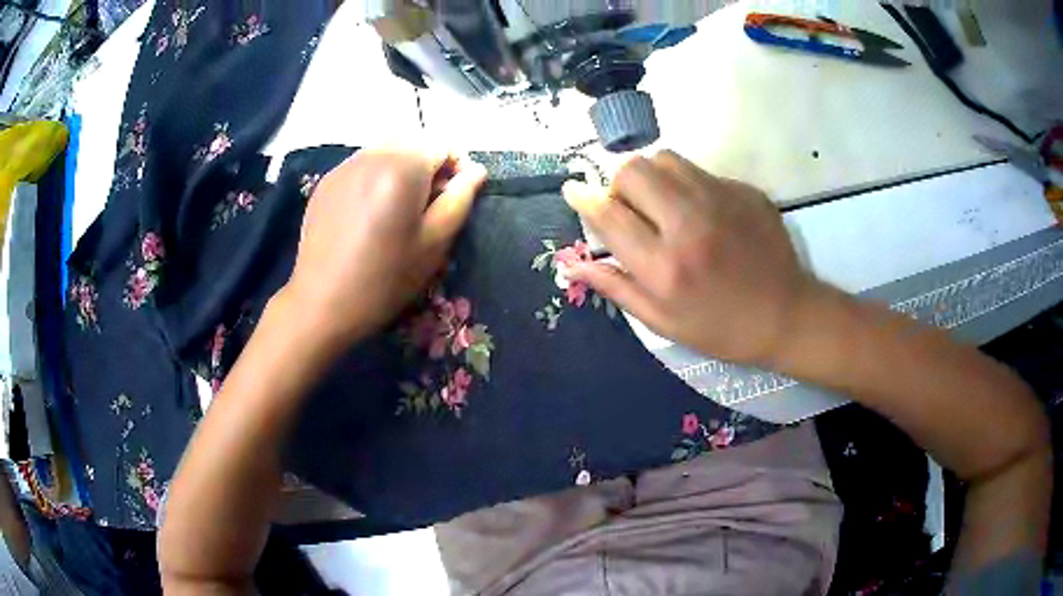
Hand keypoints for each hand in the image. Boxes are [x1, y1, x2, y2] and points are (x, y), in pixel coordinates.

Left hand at [283, 147, 487, 346]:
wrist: (322, 303)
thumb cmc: (385, 278)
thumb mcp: (435, 243)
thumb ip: (460, 199)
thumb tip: (475, 171)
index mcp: (403, 166)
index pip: (443, 144)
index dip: (457, 166)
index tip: (454, 197)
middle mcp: (372, 155)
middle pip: (413, 143)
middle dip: (428, 165)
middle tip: (427, 205)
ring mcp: (344, 166)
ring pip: (386, 150)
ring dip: (402, 168)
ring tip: (398, 207)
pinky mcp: (326, 182)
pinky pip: (361, 165)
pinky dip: (375, 176)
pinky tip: (370, 212)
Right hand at [563, 150, 820, 364]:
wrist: (787, 315)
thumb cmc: (720, 328)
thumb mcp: (663, 321)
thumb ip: (616, 287)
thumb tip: (572, 264)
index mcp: (665, 266)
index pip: (609, 215)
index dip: (584, 198)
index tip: (573, 190)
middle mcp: (689, 224)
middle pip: (634, 171)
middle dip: (620, 185)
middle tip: (632, 208)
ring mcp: (722, 201)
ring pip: (666, 159)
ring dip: (652, 177)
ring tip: (663, 204)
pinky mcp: (744, 191)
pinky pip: (700, 170)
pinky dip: (687, 185)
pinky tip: (702, 211)